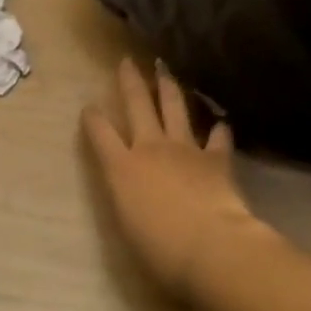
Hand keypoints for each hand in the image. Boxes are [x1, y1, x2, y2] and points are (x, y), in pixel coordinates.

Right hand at [81, 58, 263, 304]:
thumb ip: (127, 200)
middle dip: (130, 81)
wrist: (211, 246)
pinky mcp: (215, 158)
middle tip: (127, 61)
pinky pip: (217, 137)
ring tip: (166, 70)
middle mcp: (150, 148)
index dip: (93, 117)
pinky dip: (219, 129)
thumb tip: (132, 192)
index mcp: (122, 168)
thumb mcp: (129, 226)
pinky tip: (221, 123)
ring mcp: (185, 148)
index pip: (100, 133)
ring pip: (174, 108)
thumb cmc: (160, 249)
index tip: (89, 106)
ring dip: (169, 88)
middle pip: (136, 105)